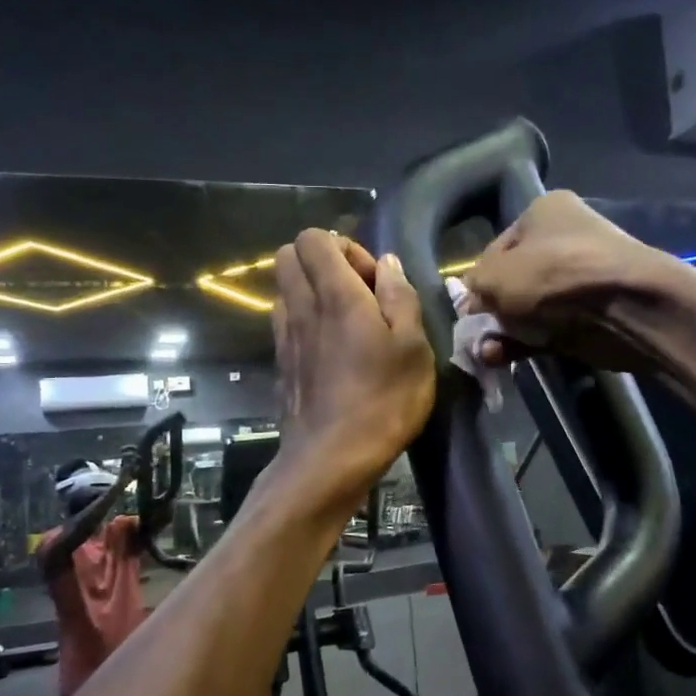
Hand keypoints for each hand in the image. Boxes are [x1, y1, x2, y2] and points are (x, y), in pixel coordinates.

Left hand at [271, 231, 435, 513]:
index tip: (374, 282)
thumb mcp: (414, 347)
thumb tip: (387, 264)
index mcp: (335, 294)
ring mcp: (285, 336)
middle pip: (288, 255)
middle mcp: (301, 307)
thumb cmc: (383, 400)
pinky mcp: (281, 363)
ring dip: (312, 291)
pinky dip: (304, 320)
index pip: (314, 238)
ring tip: (346, 322)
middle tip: (357, 294)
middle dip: (322, 261)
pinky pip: (285, 321)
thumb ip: (400, 297)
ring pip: (284, 288)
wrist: (331, 458)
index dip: (346, 248)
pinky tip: (332, 350)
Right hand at [463, 190, 692, 371]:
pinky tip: (502, 359)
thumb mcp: (496, 276)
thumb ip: (474, 288)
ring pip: (527, 309)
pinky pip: (546, 329)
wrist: (627, 306)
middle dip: (491, 311)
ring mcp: (579, 279)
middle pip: (512, 281)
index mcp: (543, 212)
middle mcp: (563, 239)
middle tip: (474, 335)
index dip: (477, 281)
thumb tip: (471, 304)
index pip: (495, 249)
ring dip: (503, 332)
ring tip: (485, 354)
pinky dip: (524, 343)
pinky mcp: (590, 315)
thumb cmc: (555, 276)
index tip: (467, 309)